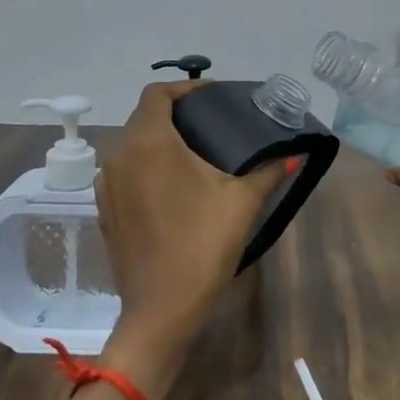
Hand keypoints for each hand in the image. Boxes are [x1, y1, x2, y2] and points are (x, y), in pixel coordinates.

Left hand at [94, 82, 288, 392]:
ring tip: (197, 151)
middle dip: (177, 113)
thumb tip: (293, 154)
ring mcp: (107, 185)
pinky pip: (126, 172)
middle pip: (144, 117)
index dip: (185, 88)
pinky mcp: (106, 210)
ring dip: (161, 140)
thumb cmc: (202, 247)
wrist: (161, 311)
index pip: (157, 94)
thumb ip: (268, 170)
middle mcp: (120, 155)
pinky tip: (175, 185)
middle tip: (213, 122)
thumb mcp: (242, 203)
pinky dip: (148, 165)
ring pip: (133, 145)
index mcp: (149, 143)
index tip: (214, 96)